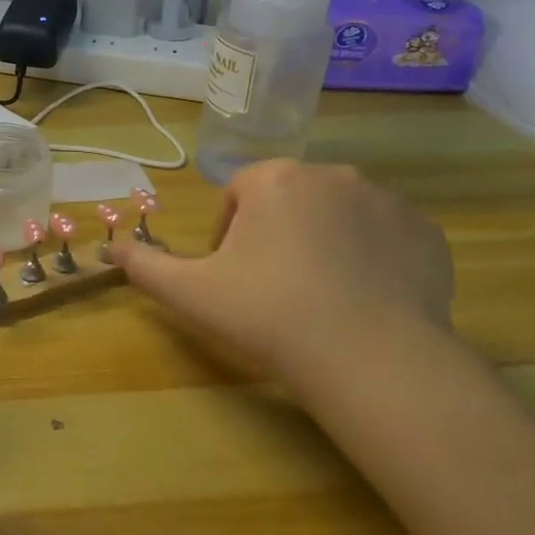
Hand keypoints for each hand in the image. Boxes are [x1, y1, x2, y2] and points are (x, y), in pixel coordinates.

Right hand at [107, 159, 453, 400]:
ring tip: (322, 297)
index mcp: (274, 178)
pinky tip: (366, 299)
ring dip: (324, 243)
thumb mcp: (191, 293)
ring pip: (338, 215)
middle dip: (276, 236)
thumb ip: (144, 266)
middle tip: (275, 290)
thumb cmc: (269, 315)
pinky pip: (386, 235)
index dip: (228, 236)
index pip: (238, 195)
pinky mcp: (427, 232)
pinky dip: (373, 257)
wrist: (372, 360)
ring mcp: (386, 200)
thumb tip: (107, 250)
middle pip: (288, 200)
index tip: (233, 278)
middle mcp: (332, 173)